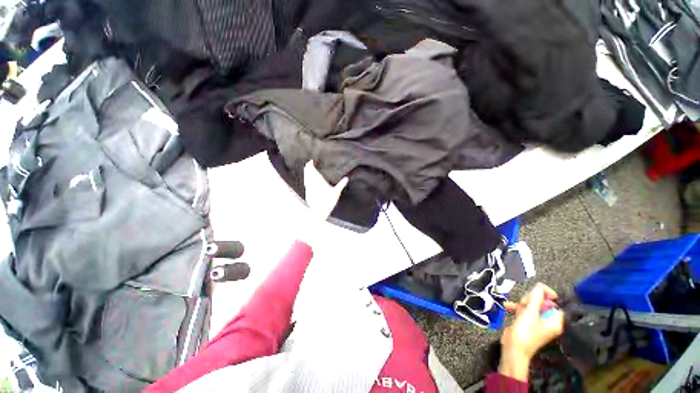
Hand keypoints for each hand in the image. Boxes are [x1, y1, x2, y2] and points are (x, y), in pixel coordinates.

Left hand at [303, 161, 347, 220]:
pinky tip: (309, 181)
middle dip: (309, 167)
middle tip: (311, 164)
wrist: (318, 212)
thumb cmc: (327, 202)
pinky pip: (307, 183)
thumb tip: (347, 178)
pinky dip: (308, 179)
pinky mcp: (308, 193)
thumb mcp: (336, 192)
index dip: (310, 164)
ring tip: (309, 170)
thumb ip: (341, 184)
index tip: (312, 161)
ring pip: (306, 177)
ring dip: (307, 173)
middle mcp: (311, 183)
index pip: (311, 169)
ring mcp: (309, 188)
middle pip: (307, 172)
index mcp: (318, 181)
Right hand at [499, 283, 563, 380]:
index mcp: (554, 320)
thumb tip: (540, 286)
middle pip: (542, 303)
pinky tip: (508, 306)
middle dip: (530, 299)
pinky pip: (524, 311)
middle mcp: (548, 321)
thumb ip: (535, 298)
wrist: (513, 348)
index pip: (555, 302)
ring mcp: (537, 323)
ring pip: (531, 305)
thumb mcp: (530, 312)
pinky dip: (517, 308)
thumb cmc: (524, 331)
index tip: (535, 291)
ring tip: (514, 306)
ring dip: (521, 303)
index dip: (546, 294)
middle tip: (523, 303)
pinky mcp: (528, 323)